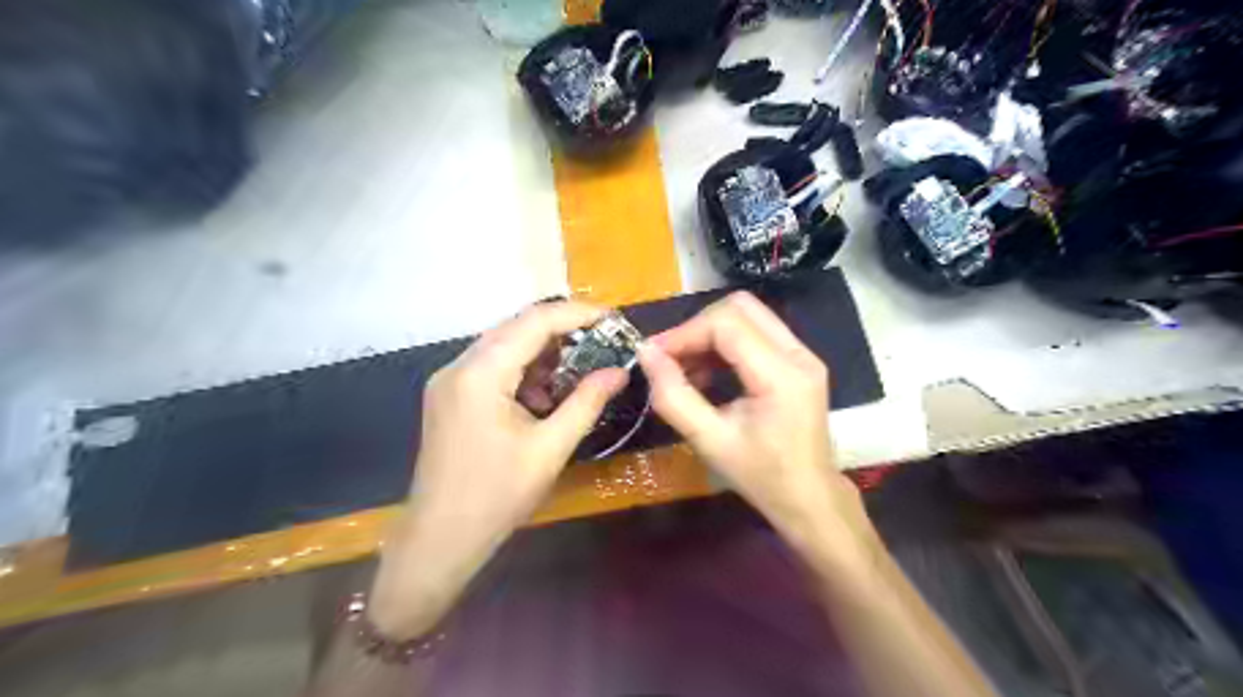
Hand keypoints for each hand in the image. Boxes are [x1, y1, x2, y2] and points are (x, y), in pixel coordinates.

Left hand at [366, 302, 626, 639]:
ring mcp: (449, 380)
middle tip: (603, 340)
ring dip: (542, 351)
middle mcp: (459, 365)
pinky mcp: (449, 395)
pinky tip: (544, 392)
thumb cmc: (497, 496)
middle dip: (562, 329)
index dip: (577, 314)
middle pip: (517, 327)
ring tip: (580, 366)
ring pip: (504, 345)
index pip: (534, 322)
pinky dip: (522, 370)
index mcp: (481, 373)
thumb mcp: (550, 448)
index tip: (613, 319)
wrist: (440, 538)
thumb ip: (587, 402)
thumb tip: (620, 371)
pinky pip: (491, 366)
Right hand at [635, 292, 865, 558]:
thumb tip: (646, 354)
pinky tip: (707, 373)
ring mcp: (803, 354)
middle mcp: (799, 354)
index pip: (727, 324)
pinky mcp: (799, 361)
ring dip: (710, 334)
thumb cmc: (761, 477)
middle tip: (671, 358)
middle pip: (740, 307)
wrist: (809, 499)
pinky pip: (756, 332)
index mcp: (782, 375)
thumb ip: (674, 397)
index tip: (653, 355)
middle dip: (697, 327)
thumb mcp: (710, 442)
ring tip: (685, 369)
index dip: (684, 333)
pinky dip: (725, 344)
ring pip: (748, 315)